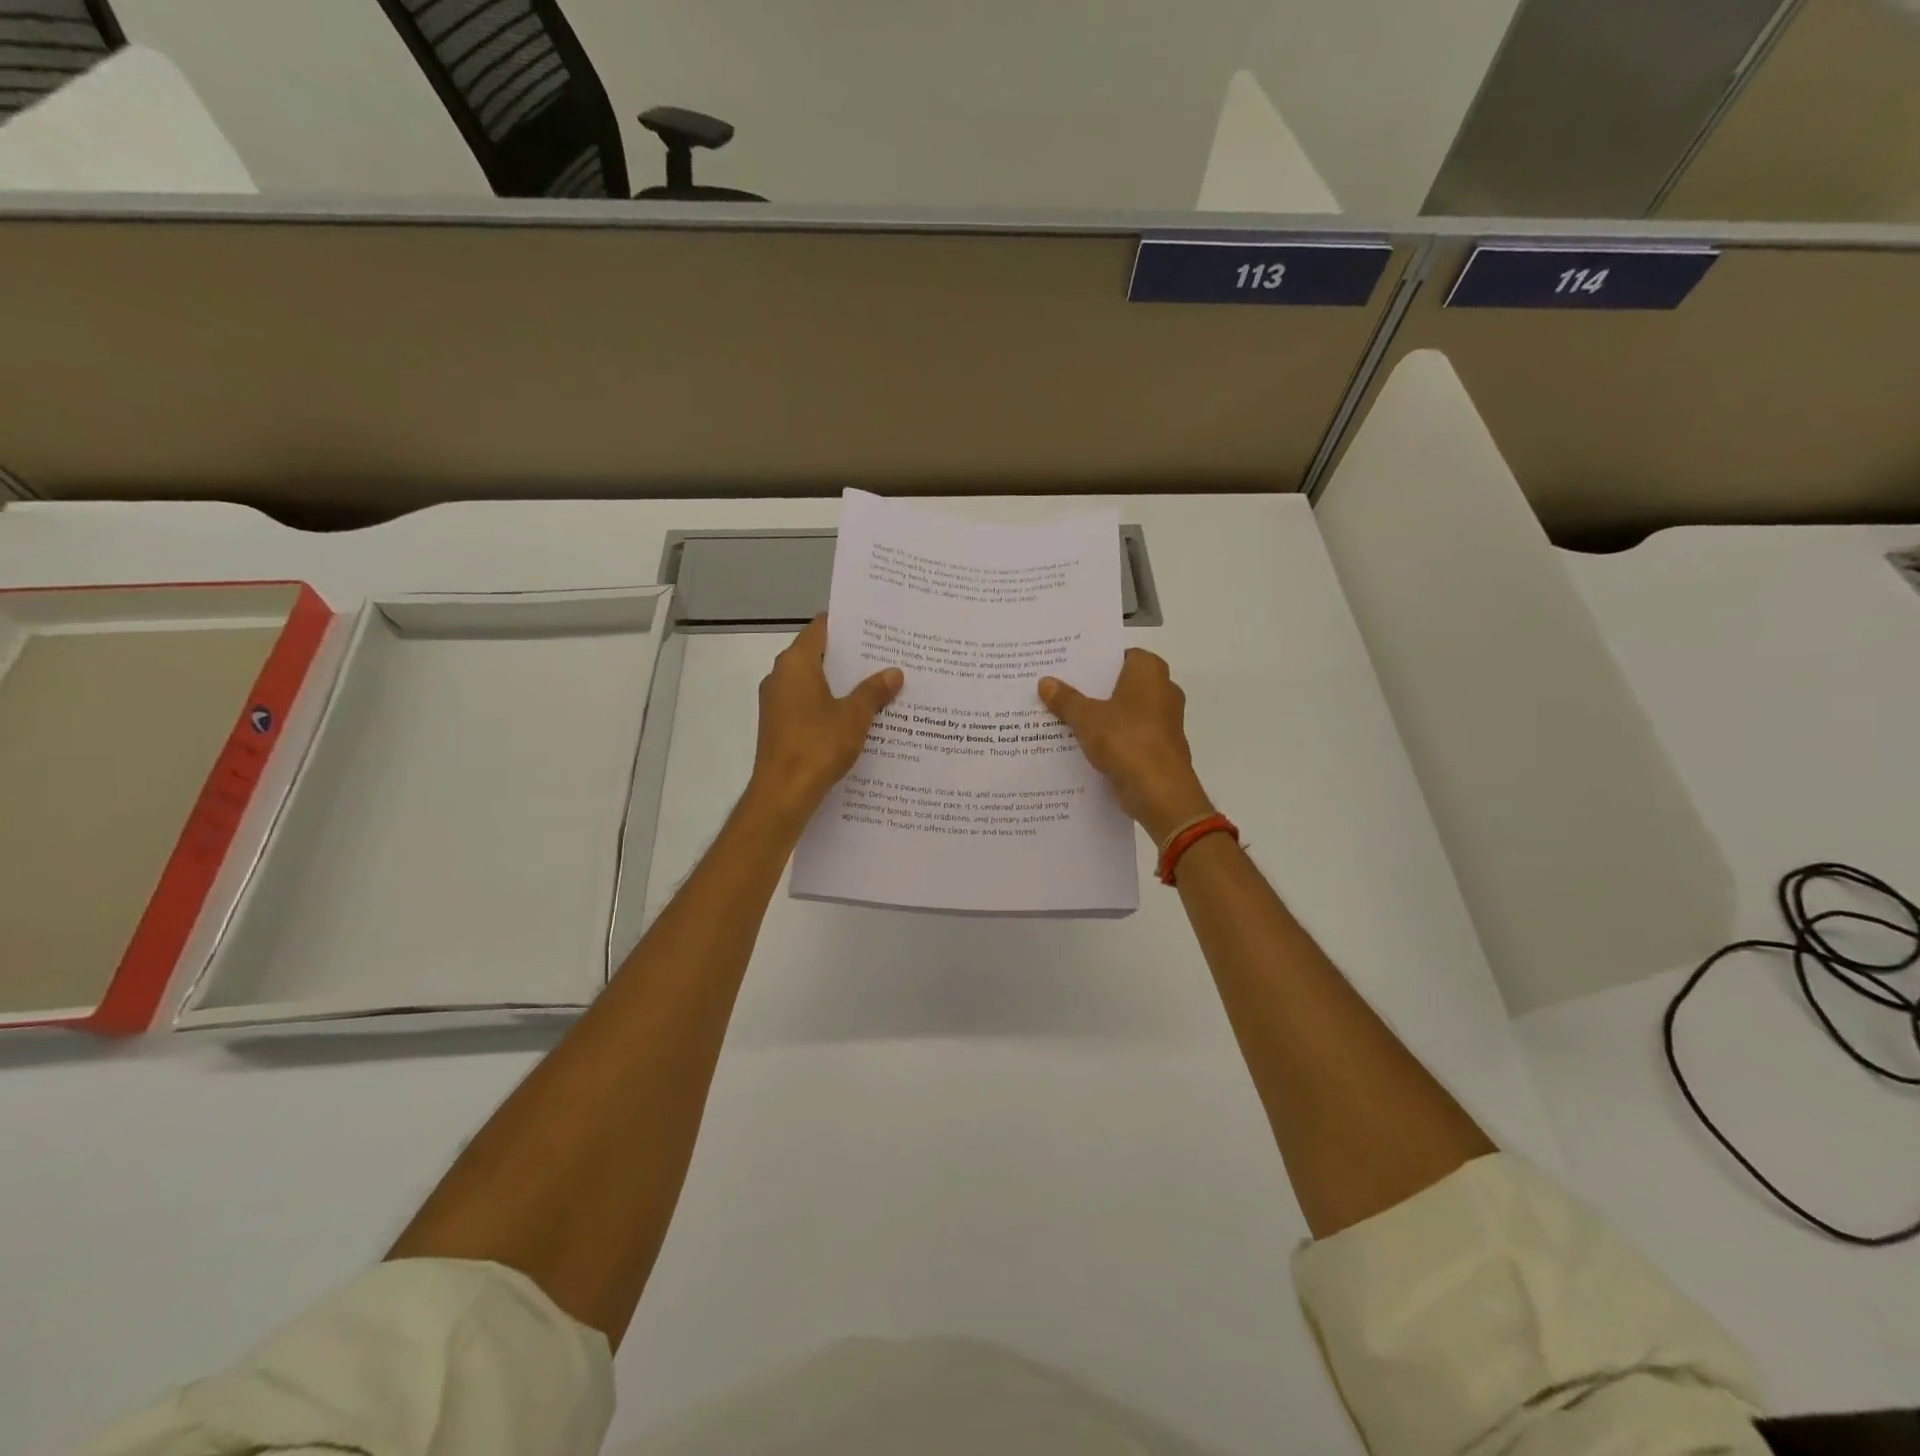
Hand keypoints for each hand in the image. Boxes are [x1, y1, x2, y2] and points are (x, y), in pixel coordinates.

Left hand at [748, 616, 902, 826]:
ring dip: (842, 683)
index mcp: (796, 663)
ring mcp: (777, 702)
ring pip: (814, 681)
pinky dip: (830, 703)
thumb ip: (874, 691)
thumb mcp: (855, 716)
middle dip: (850, 656)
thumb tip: (894, 672)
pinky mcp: (779, 724)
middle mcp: (781, 676)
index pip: (821, 628)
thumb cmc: (818, 745)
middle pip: (818, 654)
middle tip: (886, 656)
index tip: (874, 627)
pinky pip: (808, 703)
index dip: (847, 625)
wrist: (783, 793)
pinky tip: (858, 715)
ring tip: (878, 684)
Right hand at [1039, 649, 1213, 844]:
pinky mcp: (1160, 748)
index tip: (1068, 667)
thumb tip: (1045, 681)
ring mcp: (1164, 721)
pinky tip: (1081, 744)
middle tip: (1059, 690)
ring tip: (1063, 717)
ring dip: (1100, 715)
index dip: (1095, 660)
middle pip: (1121, 683)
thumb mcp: (1086, 718)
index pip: (1120, 654)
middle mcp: (1163, 690)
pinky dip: (1110, 738)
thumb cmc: (1126, 741)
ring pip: (1124, 711)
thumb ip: (1066, 699)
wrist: (1160, 793)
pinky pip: (1129, 735)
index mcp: (1150, 671)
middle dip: (1093, 689)